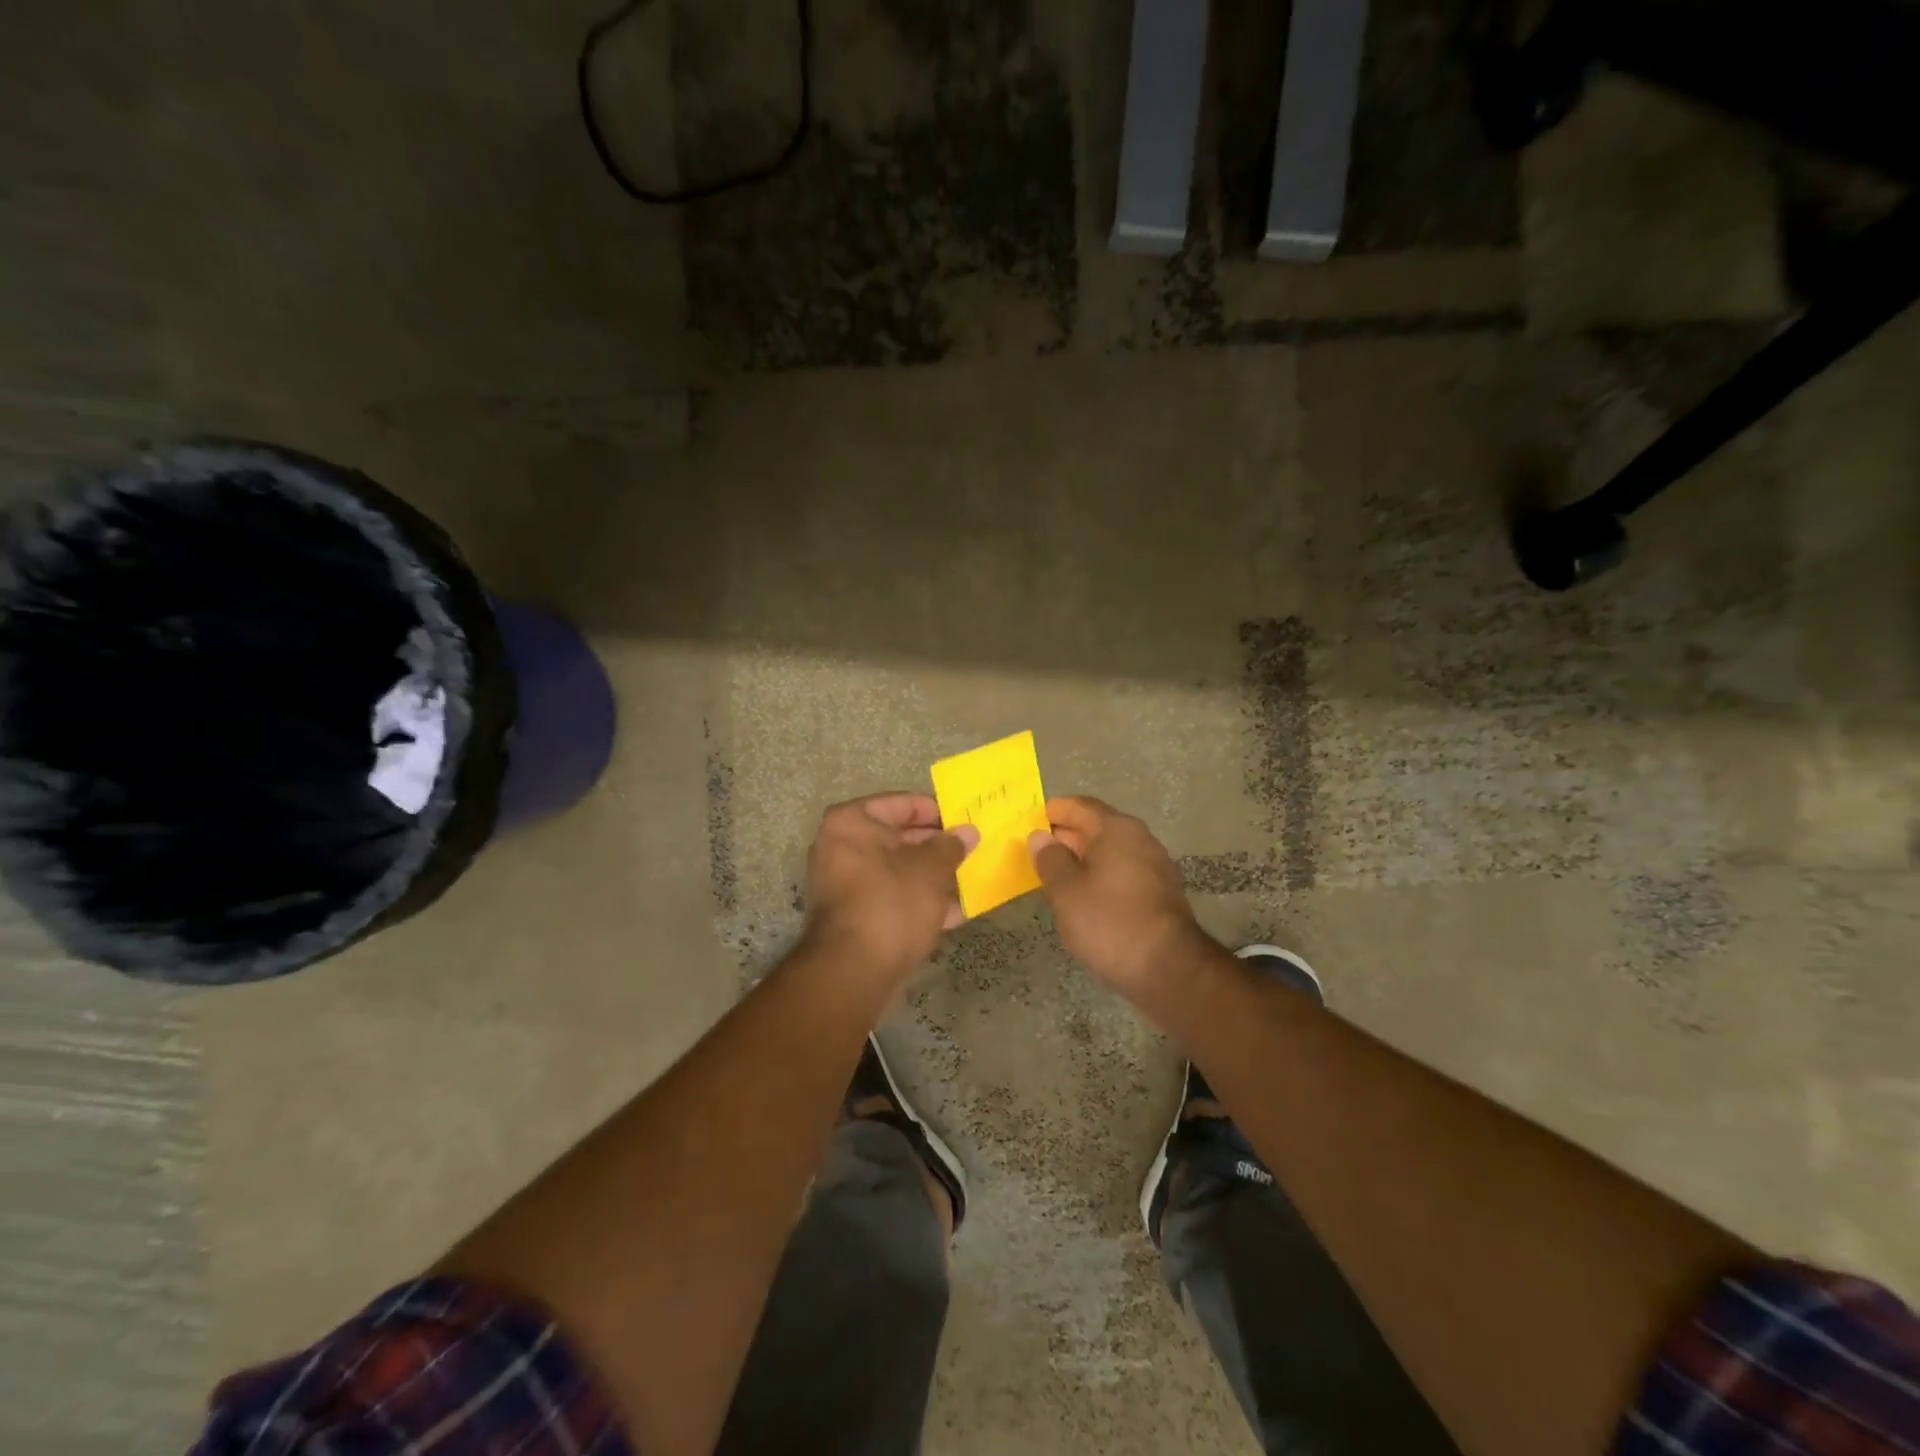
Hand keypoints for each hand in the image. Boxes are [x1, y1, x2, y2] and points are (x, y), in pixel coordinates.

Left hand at [803, 793, 978, 979]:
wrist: (854, 972)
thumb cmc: (892, 903)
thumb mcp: (931, 868)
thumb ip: (951, 845)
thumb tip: (968, 831)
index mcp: (851, 822)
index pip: (903, 804)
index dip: (938, 811)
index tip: (966, 820)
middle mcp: (840, 846)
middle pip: (898, 837)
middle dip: (936, 846)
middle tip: (971, 849)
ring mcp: (843, 883)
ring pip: (897, 870)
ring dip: (930, 876)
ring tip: (968, 879)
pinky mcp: (852, 915)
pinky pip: (891, 896)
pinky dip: (917, 900)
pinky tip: (953, 913)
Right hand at [1028, 796, 1215, 1005]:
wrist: (1168, 968)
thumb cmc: (1109, 921)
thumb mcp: (1066, 891)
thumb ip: (1050, 859)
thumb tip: (1040, 836)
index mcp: (1116, 829)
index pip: (1079, 806)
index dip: (1053, 811)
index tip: (1030, 823)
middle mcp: (1140, 839)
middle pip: (1097, 827)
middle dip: (1067, 836)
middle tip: (1037, 851)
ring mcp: (1155, 866)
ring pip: (1111, 852)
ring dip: (1084, 858)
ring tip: (1056, 876)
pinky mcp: (1161, 892)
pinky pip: (1123, 872)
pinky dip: (1101, 876)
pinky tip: (1085, 897)